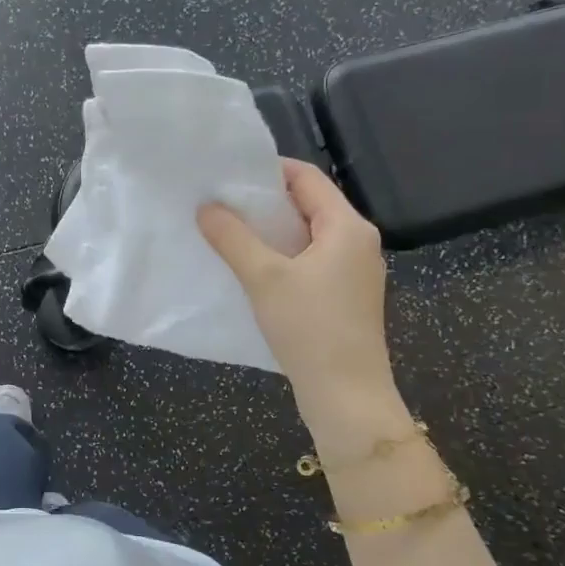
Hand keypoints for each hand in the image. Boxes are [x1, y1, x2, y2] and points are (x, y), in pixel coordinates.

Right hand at [198, 161, 410, 459]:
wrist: (346, 395)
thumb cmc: (309, 328)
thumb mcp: (263, 277)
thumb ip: (233, 238)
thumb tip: (206, 206)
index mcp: (348, 227)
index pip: (307, 177)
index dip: (268, 170)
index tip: (228, 175)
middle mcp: (358, 242)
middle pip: (309, 204)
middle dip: (265, 201)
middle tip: (222, 202)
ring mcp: (355, 271)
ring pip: (309, 235)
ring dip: (272, 231)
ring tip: (230, 232)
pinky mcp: (346, 296)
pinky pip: (312, 260)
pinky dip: (283, 256)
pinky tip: (253, 268)